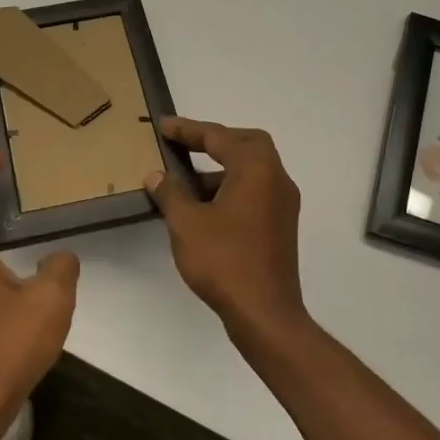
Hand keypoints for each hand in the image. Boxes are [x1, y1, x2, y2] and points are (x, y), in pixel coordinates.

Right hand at [144, 118, 310, 348]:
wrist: (265, 313)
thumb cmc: (224, 261)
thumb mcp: (186, 224)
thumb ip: (170, 193)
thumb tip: (156, 175)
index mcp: (256, 170)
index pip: (219, 137)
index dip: (188, 130)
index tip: (164, 126)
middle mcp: (277, 179)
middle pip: (247, 144)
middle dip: (214, 141)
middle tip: (184, 146)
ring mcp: (282, 205)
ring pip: (252, 171)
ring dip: (220, 169)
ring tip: (184, 184)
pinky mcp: (281, 227)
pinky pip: (255, 193)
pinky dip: (230, 190)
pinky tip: (203, 210)